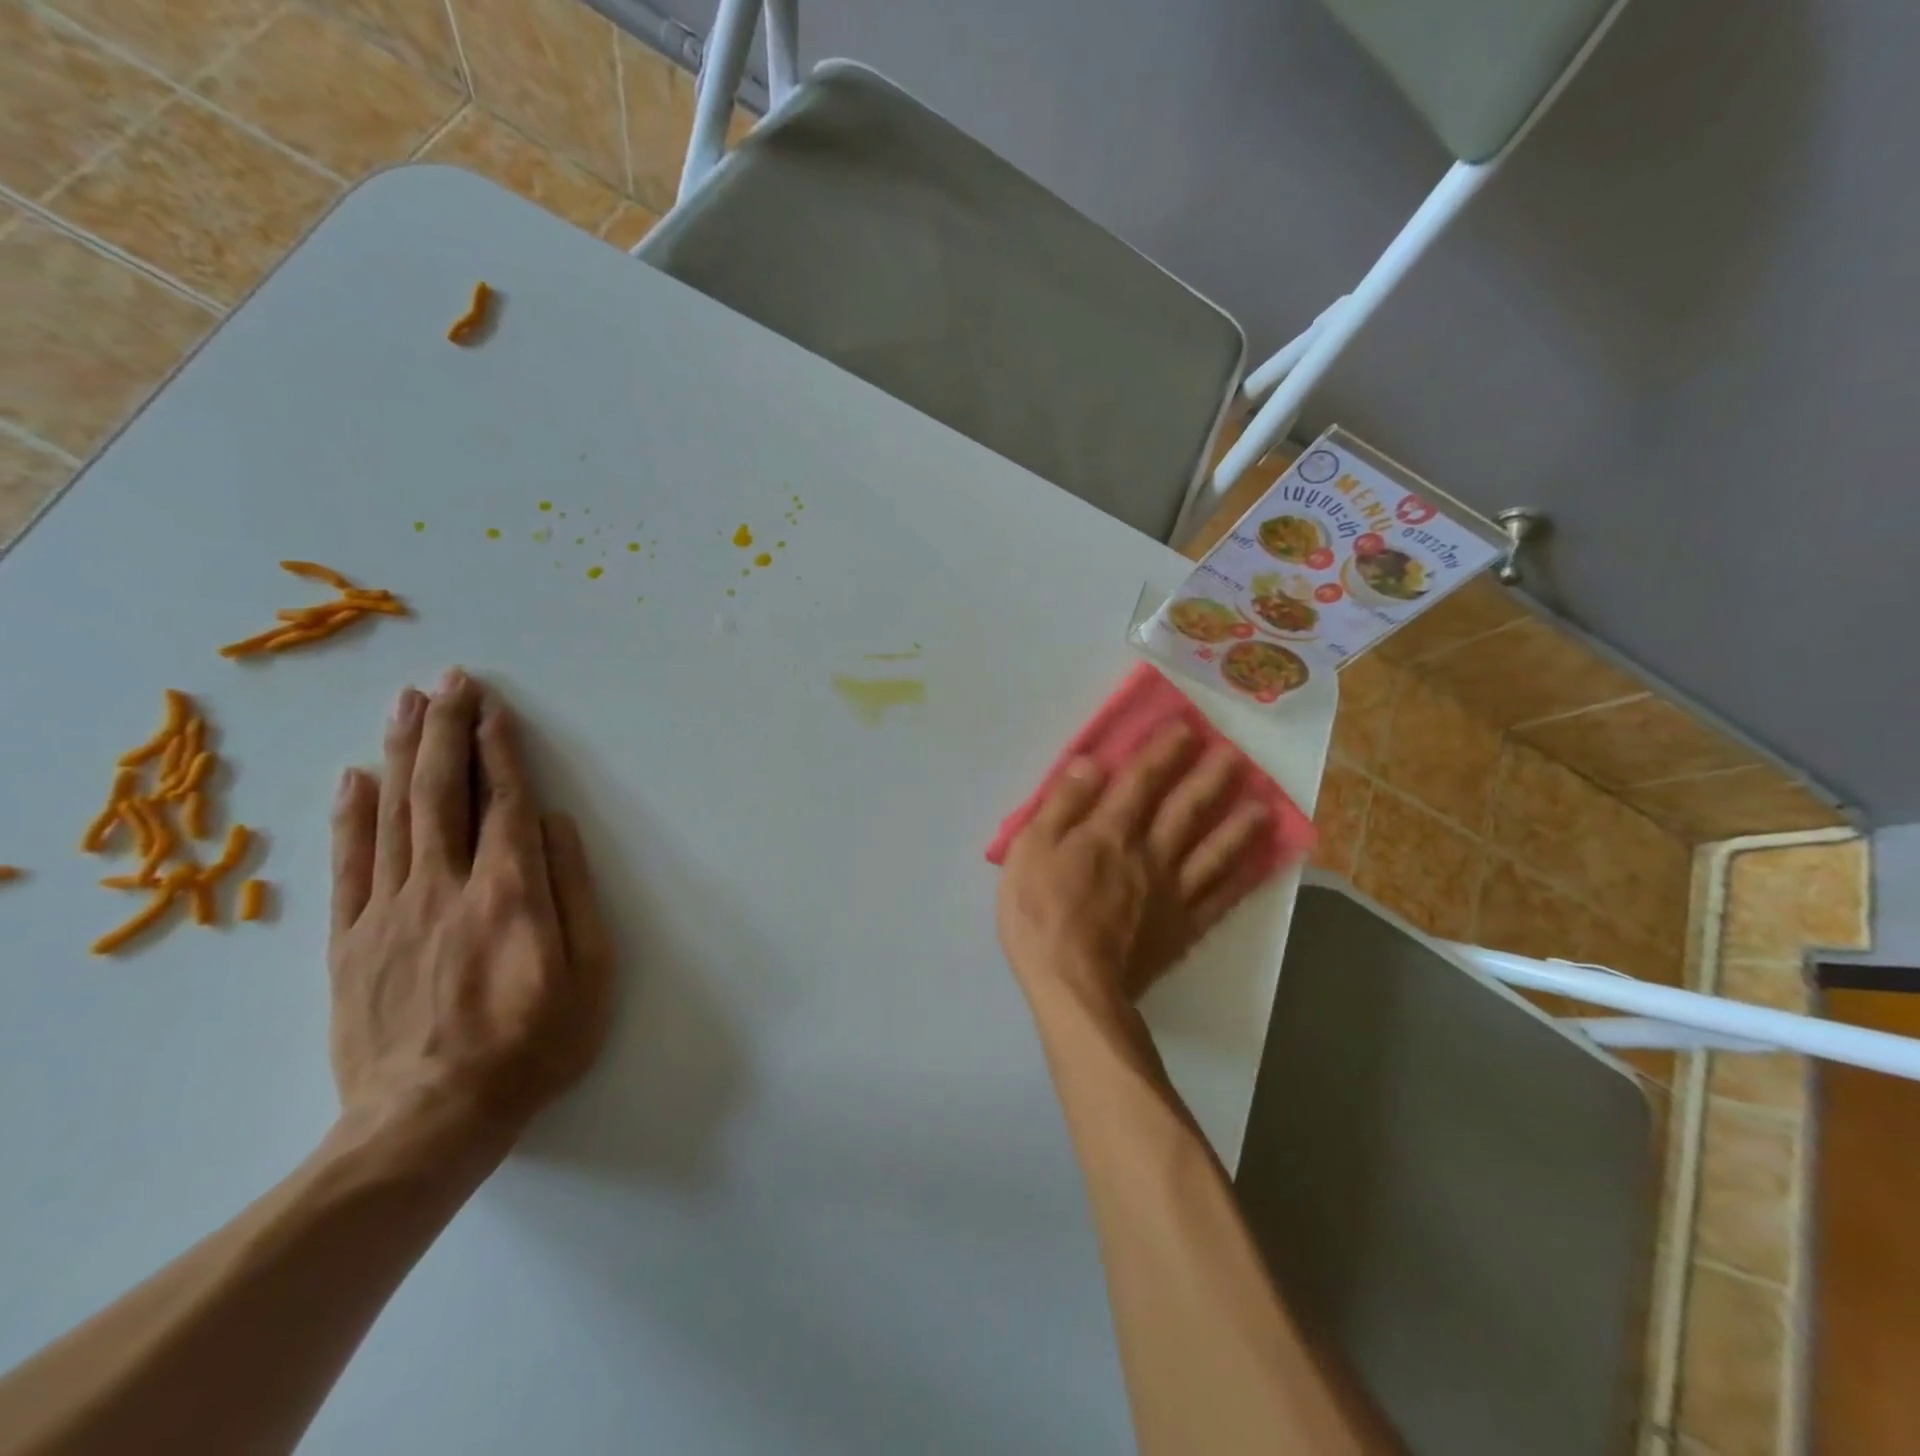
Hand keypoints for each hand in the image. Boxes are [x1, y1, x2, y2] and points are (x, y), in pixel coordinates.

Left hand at [327, 669, 614, 1156]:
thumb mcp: (591, 974)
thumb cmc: (532, 1046)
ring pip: (392, 814)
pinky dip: (350, 815)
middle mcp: (445, 886)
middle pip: (443, 792)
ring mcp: (389, 911)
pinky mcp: (350, 941)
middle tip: (450, 680)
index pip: (504, 803)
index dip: (500, 750)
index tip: (494, 708)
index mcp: (510, 893)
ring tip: (407, 703)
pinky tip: (356, 776)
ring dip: (402, 753)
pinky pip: (348, 865)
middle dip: (448, 729)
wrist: (429, 1122)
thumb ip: (575, 893)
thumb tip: (557, 827)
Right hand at [995, 724, 1270, 1013]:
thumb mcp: (1030, 851)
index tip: (1186, 728)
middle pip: (1185, 810)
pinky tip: (1258, 867)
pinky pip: (1219, 899)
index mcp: (1109, 833)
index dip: (1163, 753)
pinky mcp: (1182, 929)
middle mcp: (1149, 854)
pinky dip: (1241, 880)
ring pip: (1212, 851)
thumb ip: (1062, 805)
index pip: (1141, 782)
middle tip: (1235, 754)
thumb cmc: (1040, 915)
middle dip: (1209, 779)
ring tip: (1263, 805)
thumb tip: (1091, 764)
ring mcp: (1172, 893)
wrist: (1074, 986)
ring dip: (1237, 826)